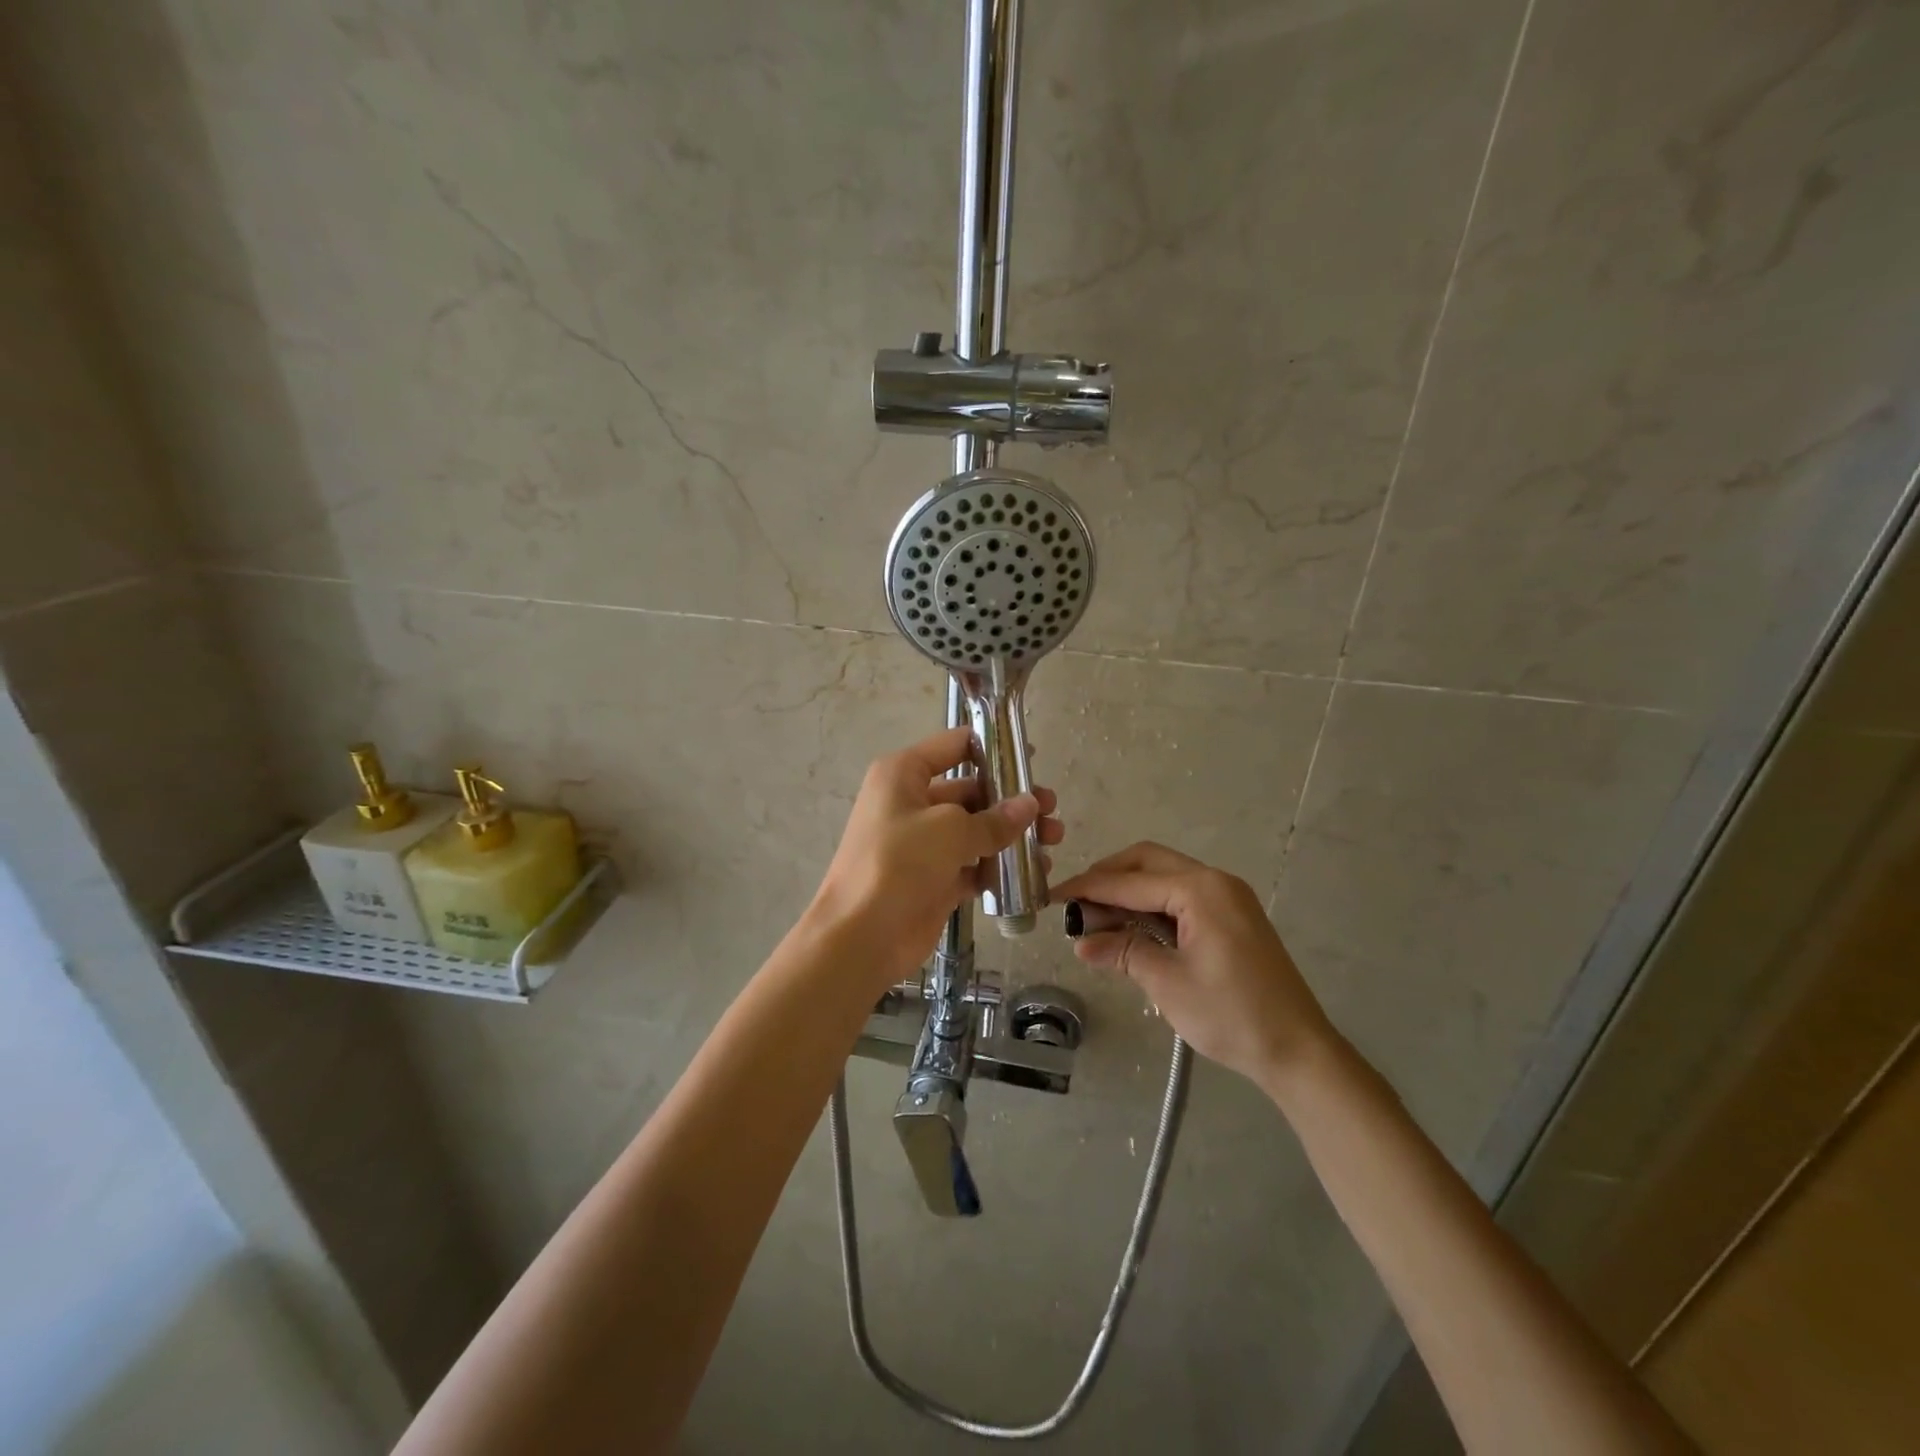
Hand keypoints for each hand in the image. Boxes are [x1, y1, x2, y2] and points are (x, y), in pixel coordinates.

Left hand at [811, 726, 1063, 991]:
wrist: (861, 937)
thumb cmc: (898, 864)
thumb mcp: (949, 831)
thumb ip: (995, 818)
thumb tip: (1031, 804)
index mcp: (904, 775)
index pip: (953, 746)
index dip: (992, 746)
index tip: (1030, 757)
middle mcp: (912, 802)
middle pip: (971, 789)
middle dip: (1012, 798)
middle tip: (1052, 808)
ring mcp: (923, 843)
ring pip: (976, 829)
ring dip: (1013, 833)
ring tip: (1054, 839)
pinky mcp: (935, 878)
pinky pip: (974, 864)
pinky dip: (1001, 867)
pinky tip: (1037, 873)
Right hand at [1052, 842, 1332, 1089]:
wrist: (1298, 1050)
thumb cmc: (1231, 1015)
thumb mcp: (1168, 982)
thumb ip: (1123, 951)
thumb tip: (1081, 942)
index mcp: (1200, 889)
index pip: (1130, 881)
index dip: (1088, 888)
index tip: (1053, 896)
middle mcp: (1215, 881)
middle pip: (1147, 862)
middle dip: (1108, 877)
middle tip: (1076, 903)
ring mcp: (1227, 897)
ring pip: (1164, 876)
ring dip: (1128, 891)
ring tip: (1096, 917)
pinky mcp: (1232, 916)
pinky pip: (1181, 895)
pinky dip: (1151, 904)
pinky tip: (1130, 926)